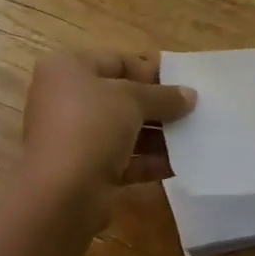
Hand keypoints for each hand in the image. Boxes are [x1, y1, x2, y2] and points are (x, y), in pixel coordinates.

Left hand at [20, 51, 195, 222]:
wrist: (61, 193)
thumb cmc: (91, 127)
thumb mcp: (132, 100)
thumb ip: (163, 96)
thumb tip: (190, 95)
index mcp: (67, 70)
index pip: (116, 61)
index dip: (151, 71)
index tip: (184, 83)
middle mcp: (65, 100)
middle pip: (119, 97)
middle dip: (157, 105)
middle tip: (193, 112)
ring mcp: (73, 137)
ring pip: (121, 131)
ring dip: (157, 135)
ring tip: (193, 138)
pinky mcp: (83, 171)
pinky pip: (121, 160)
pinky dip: (147, 161)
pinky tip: (179, 165)